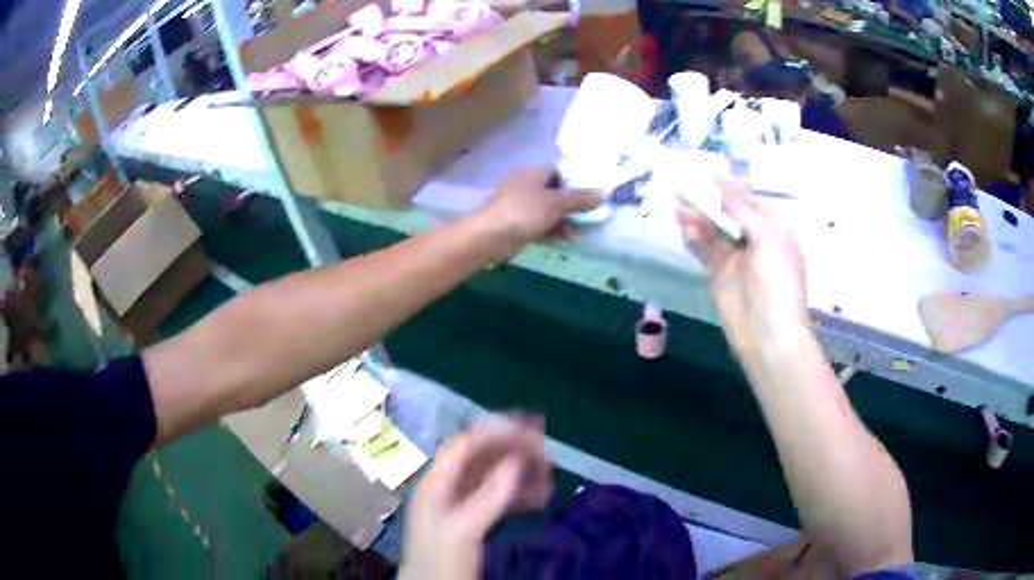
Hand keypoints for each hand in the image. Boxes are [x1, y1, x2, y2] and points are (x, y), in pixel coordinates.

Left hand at [399, 417, 552, 579]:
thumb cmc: (440, 562)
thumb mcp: (463, 530)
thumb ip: (489, 496)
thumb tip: (516, 461)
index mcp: (436, 484)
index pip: (464, 445)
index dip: (495, 430)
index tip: (531, 427)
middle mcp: (446, 488)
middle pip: (480, 458)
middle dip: (513, 450)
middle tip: (547, 451)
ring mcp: (459, 505)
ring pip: (492, 478)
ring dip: (521, 472)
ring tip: (550, 474)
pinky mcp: (471, 521)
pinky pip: (497, 498)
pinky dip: (519, 494)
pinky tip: (541, 497)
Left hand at [476, 168, 602, 255]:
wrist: (490, 237)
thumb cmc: (523, 212)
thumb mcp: (555, 203)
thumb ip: (580, 199)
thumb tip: (604, 192)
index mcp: (533, 174)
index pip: (559, 173)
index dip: (576, 183)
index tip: (591, 196)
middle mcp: (526, 187)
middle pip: (556, 195)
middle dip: (572, 208)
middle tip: (588, 218)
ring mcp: (521, 208)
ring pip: (549, 213)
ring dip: (564, 223)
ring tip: (576, 235)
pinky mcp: (518, 226)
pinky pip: (540, 226)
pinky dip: (551, 232)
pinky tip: (562, 242)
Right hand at [678, 177, 808, 353]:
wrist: (769, 336)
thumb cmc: (777, 282)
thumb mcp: (766, 237)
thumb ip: (740, 209)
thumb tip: (718, 181)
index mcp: (772, 228)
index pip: (747, 199)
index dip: (726, 185)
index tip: (702, 171)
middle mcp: (754, 239)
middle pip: (727, 212)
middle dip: (707, 200)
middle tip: (683, 186)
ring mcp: (735, 258)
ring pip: (713, 230)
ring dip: (698, 218)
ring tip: (678, 207)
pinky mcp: (718, 275)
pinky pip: (704, 250)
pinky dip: (694, 239)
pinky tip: (684, 228)